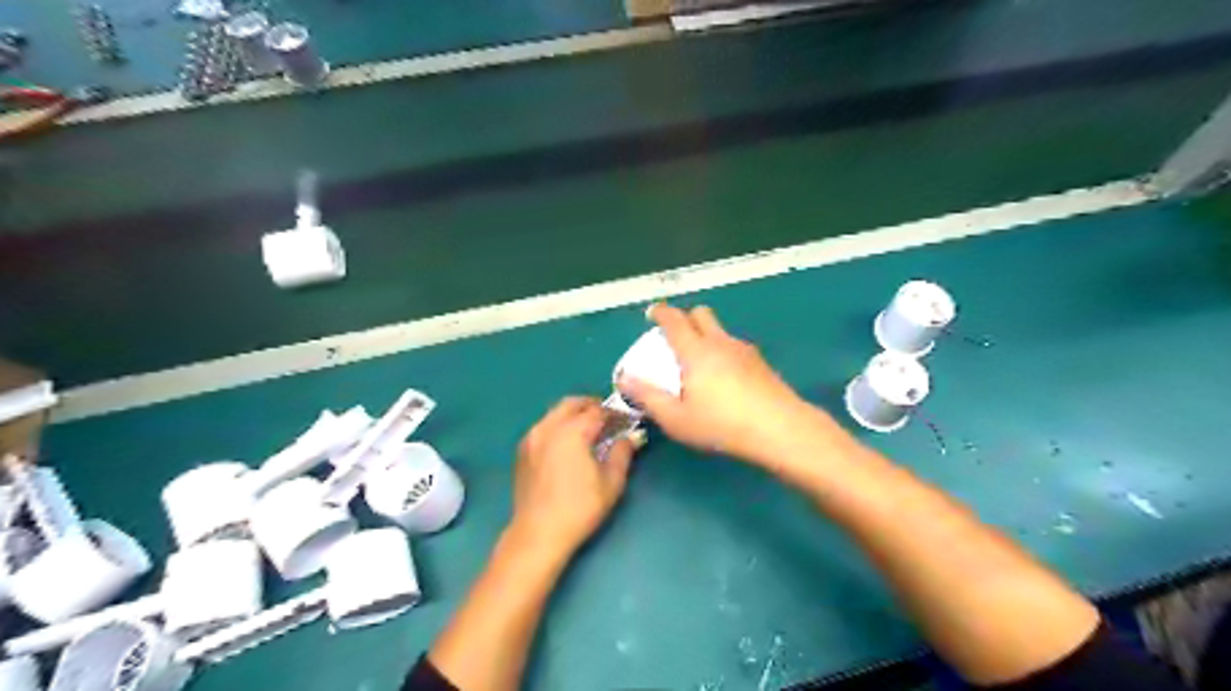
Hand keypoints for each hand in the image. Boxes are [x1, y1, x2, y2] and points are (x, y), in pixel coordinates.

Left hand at [506, 399, 633, 560]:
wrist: (538, 534)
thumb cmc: (579, 508)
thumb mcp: (611, 482)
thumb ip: (623, 453)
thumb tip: (632, 436)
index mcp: (571, 432)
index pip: (597, 411)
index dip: (615, 413)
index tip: (627, 420)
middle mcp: (548, 427)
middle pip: (572, 403)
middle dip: (592, 406)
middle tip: (608, 419)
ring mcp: (531, 438)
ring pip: (555, 413)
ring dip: (574, 414)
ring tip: (589, 431)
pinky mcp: (522, 451)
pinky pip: (544, 427)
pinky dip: (559, 426)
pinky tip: (568, 445)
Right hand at [622, 303, 819, 468]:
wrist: (780, 429)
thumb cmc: (721, 424)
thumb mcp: (676, 418)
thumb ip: (648, 396)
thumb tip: (624, 378)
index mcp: (695, 350)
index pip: (674, 319)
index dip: (660, 312)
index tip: (651, 315)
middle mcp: (720, 342)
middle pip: (700, 313)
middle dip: (685, 318)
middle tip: (674, 339)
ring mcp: (744, 350)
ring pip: (720, 330)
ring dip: (706, 335)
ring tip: (699, 363)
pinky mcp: (761, 363)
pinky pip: (734, 346)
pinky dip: (723, 351)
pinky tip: (724, 379)